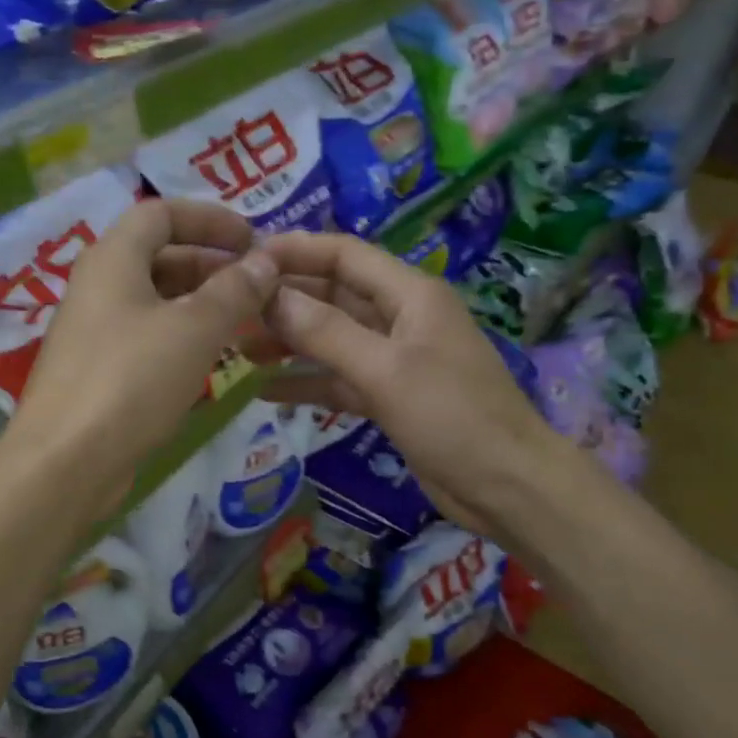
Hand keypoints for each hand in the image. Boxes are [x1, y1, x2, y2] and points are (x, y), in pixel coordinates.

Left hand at [11, 199, 278, 502]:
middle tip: (257, 287)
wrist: (66, 461)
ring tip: (245, 322)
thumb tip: (265, 260)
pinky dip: (180, 337)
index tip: (252, 240)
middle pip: (158, 256)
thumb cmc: (132, 380)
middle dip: (210, 264)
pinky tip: (210, 359)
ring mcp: (93, 330)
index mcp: (112, 258)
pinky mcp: (96, 371)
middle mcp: (97, 286)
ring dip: (199, 304)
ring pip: (154, 301)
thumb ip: (234, 290)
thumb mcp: (195, 329)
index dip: (210, 218)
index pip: (161, 212)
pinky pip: (145, 337)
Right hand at [256, 232, 567, 539]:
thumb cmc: (452, 416)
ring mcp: (394, 359)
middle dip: (285, 300)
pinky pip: (338, 379)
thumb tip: (268, 297)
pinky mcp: (389, 396)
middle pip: (333, 296)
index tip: (245, 260)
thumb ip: (324, 333)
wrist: (506, 486)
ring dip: (290, 342)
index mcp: (409, 294)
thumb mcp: (385, 370)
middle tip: (231, 310)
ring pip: (331, 339)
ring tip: (239, 349)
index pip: (344, 255)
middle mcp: (400, 318)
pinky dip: (306, 382)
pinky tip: (265, 390)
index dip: (296, 251)